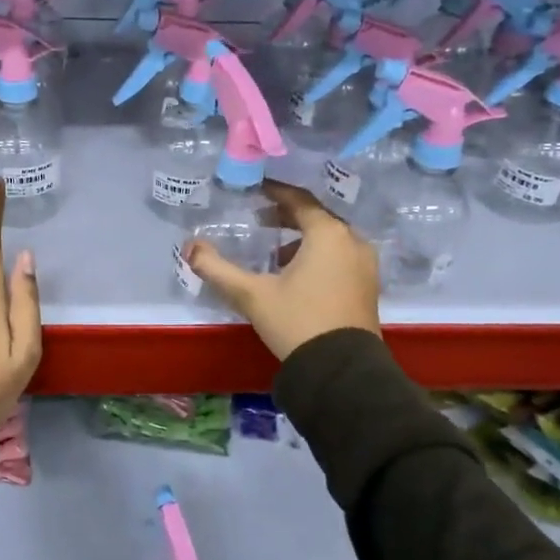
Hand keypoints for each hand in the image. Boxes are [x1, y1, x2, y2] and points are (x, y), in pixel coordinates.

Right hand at [182, 181, 380, 360]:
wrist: (342, 371)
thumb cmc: (297, 322)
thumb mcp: (251, 294)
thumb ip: (217, 268)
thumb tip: (190, 247)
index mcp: (327, 234)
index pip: (298, 200)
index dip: (275, 192)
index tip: (256, 189)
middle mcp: (352, 241)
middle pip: (317, 217)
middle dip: (288, 216)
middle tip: (260, 220)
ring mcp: (365, 264)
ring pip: (331, 238)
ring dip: (303, 238)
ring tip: (275, 253)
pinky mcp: (369, 285)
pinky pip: (341, 256)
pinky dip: (319, 255)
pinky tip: (298, 276)